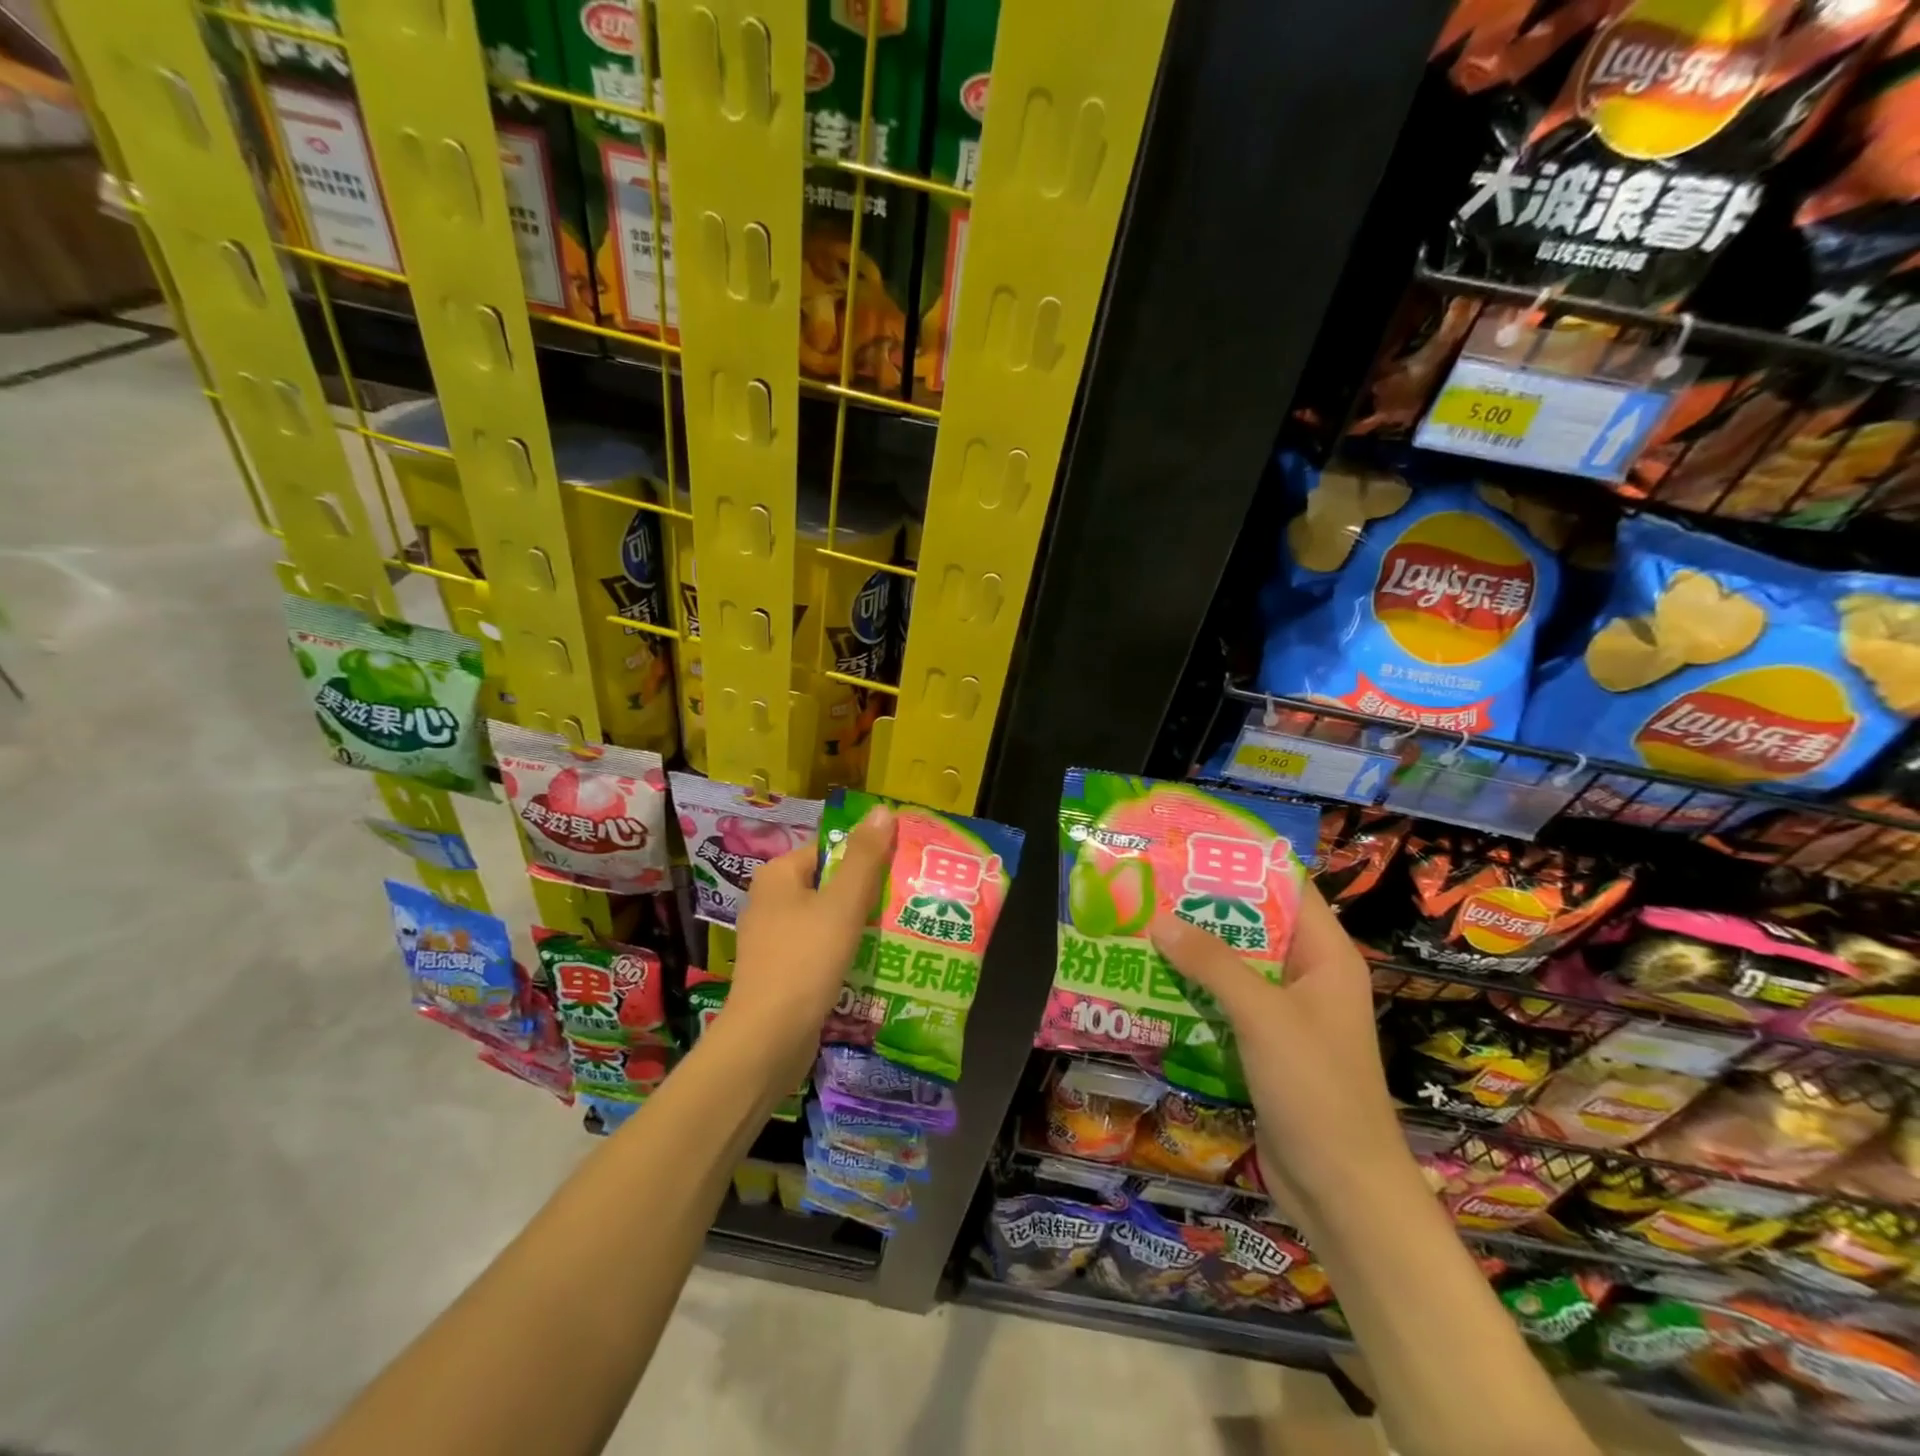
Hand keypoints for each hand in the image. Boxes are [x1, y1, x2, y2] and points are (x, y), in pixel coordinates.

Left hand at [721, 805, 896, 1090]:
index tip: (902, 867)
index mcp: (778, 876)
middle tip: (907, 898)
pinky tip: (874, 961)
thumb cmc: (805, 961)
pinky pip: (820, 948)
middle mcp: (770, 901)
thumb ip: (865, 857)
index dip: (867, 855)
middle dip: (867, 892)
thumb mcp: (842, 904)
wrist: (768, 1040)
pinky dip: (845, 950)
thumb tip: (882, 809)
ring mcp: (774, 938)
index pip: (829, 849)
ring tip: (900, 928)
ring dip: (860, 923)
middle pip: (830, 883)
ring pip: (827, 918)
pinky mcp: (782, 970)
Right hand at [1149, 881, 1411, 1230]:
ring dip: (1193, 951)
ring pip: (1235, 966)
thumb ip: (1212, 964)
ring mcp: (1286, 1013)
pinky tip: (1151, 979)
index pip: (1287, 889)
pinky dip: (1193, 990)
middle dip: (1205, 907)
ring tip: (1141, 923)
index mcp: (1326, 956)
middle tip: (1152, 884)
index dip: (1243, 864)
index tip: (1192, 847)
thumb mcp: (1263, 1016)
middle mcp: (1307, 976)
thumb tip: (1160, 919)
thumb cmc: (1316, 1089)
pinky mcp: (1264, 1045)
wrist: (1343, 1192)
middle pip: (1254, 925)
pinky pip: (1225, 1003)